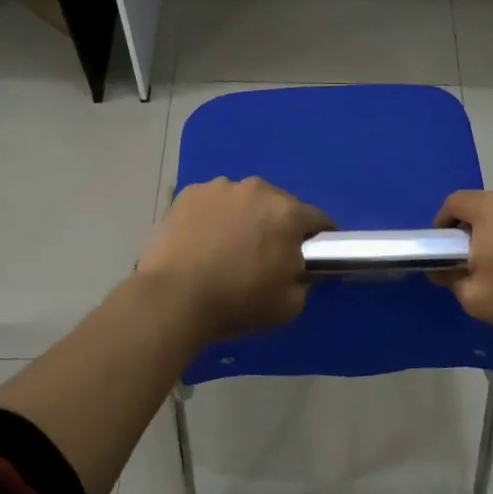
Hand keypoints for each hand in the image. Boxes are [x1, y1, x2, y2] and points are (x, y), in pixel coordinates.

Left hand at [138, 177, 334, 340]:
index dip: (318, 239)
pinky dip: (214, 216)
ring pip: (244, 200)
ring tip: (228, 247)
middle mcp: (258, 189)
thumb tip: (297, 269)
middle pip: (279, 205)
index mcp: (288, 214)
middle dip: (278, 225)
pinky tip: (203, 240)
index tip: (311, 256)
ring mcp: (220, 188)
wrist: (173, 298)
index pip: (318, 219)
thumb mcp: (289, 305)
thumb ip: (304, 280)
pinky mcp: (189, 193)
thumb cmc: (237, 302)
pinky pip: (213, 203)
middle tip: (265, 255)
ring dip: (245, 217)